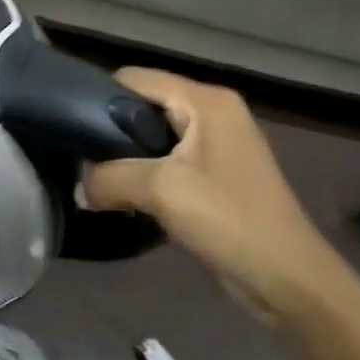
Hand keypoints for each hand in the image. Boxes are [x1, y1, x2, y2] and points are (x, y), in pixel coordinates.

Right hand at [84, 68, 340, 313]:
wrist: (290, 281)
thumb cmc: (230, 221)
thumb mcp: (161, 190)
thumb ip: (110, 178)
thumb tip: (79, 186)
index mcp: (206, 101)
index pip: (137, 78)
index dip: (99, 95)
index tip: (69, 124)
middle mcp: (213, 112)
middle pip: (145, 104)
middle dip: (111, 129)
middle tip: (78, 156)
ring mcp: (217, 144)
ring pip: (154, 135)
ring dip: (126, 156)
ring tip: (94, 177)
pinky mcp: (217, 175)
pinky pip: (168, 160)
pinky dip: (145, 174)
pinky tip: (124, 195)